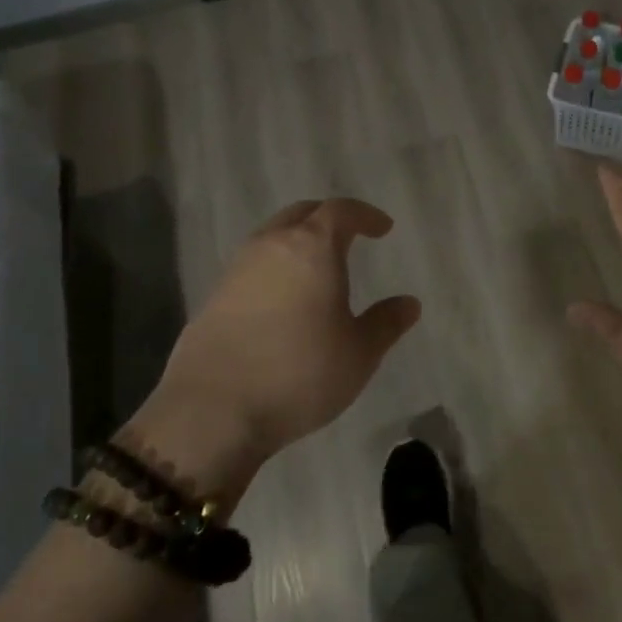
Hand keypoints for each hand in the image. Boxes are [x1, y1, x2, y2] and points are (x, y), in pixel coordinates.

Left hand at [128, 199, 420, 502]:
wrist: (212, 411)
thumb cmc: (299, 373)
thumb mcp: (359, 353)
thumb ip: (386, 323)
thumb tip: (410, 304)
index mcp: (312, 247)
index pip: (341, 211)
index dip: (365, 215)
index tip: (382, 228)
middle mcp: (272, 246)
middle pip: (302, 214)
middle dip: (328, 218)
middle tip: (349, 236)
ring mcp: (237, 269)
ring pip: (272, 237)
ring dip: (297, 242)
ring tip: (316, 268)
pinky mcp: (214, 296)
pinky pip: (253, 266)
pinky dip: (274, 269)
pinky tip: (283, 299)